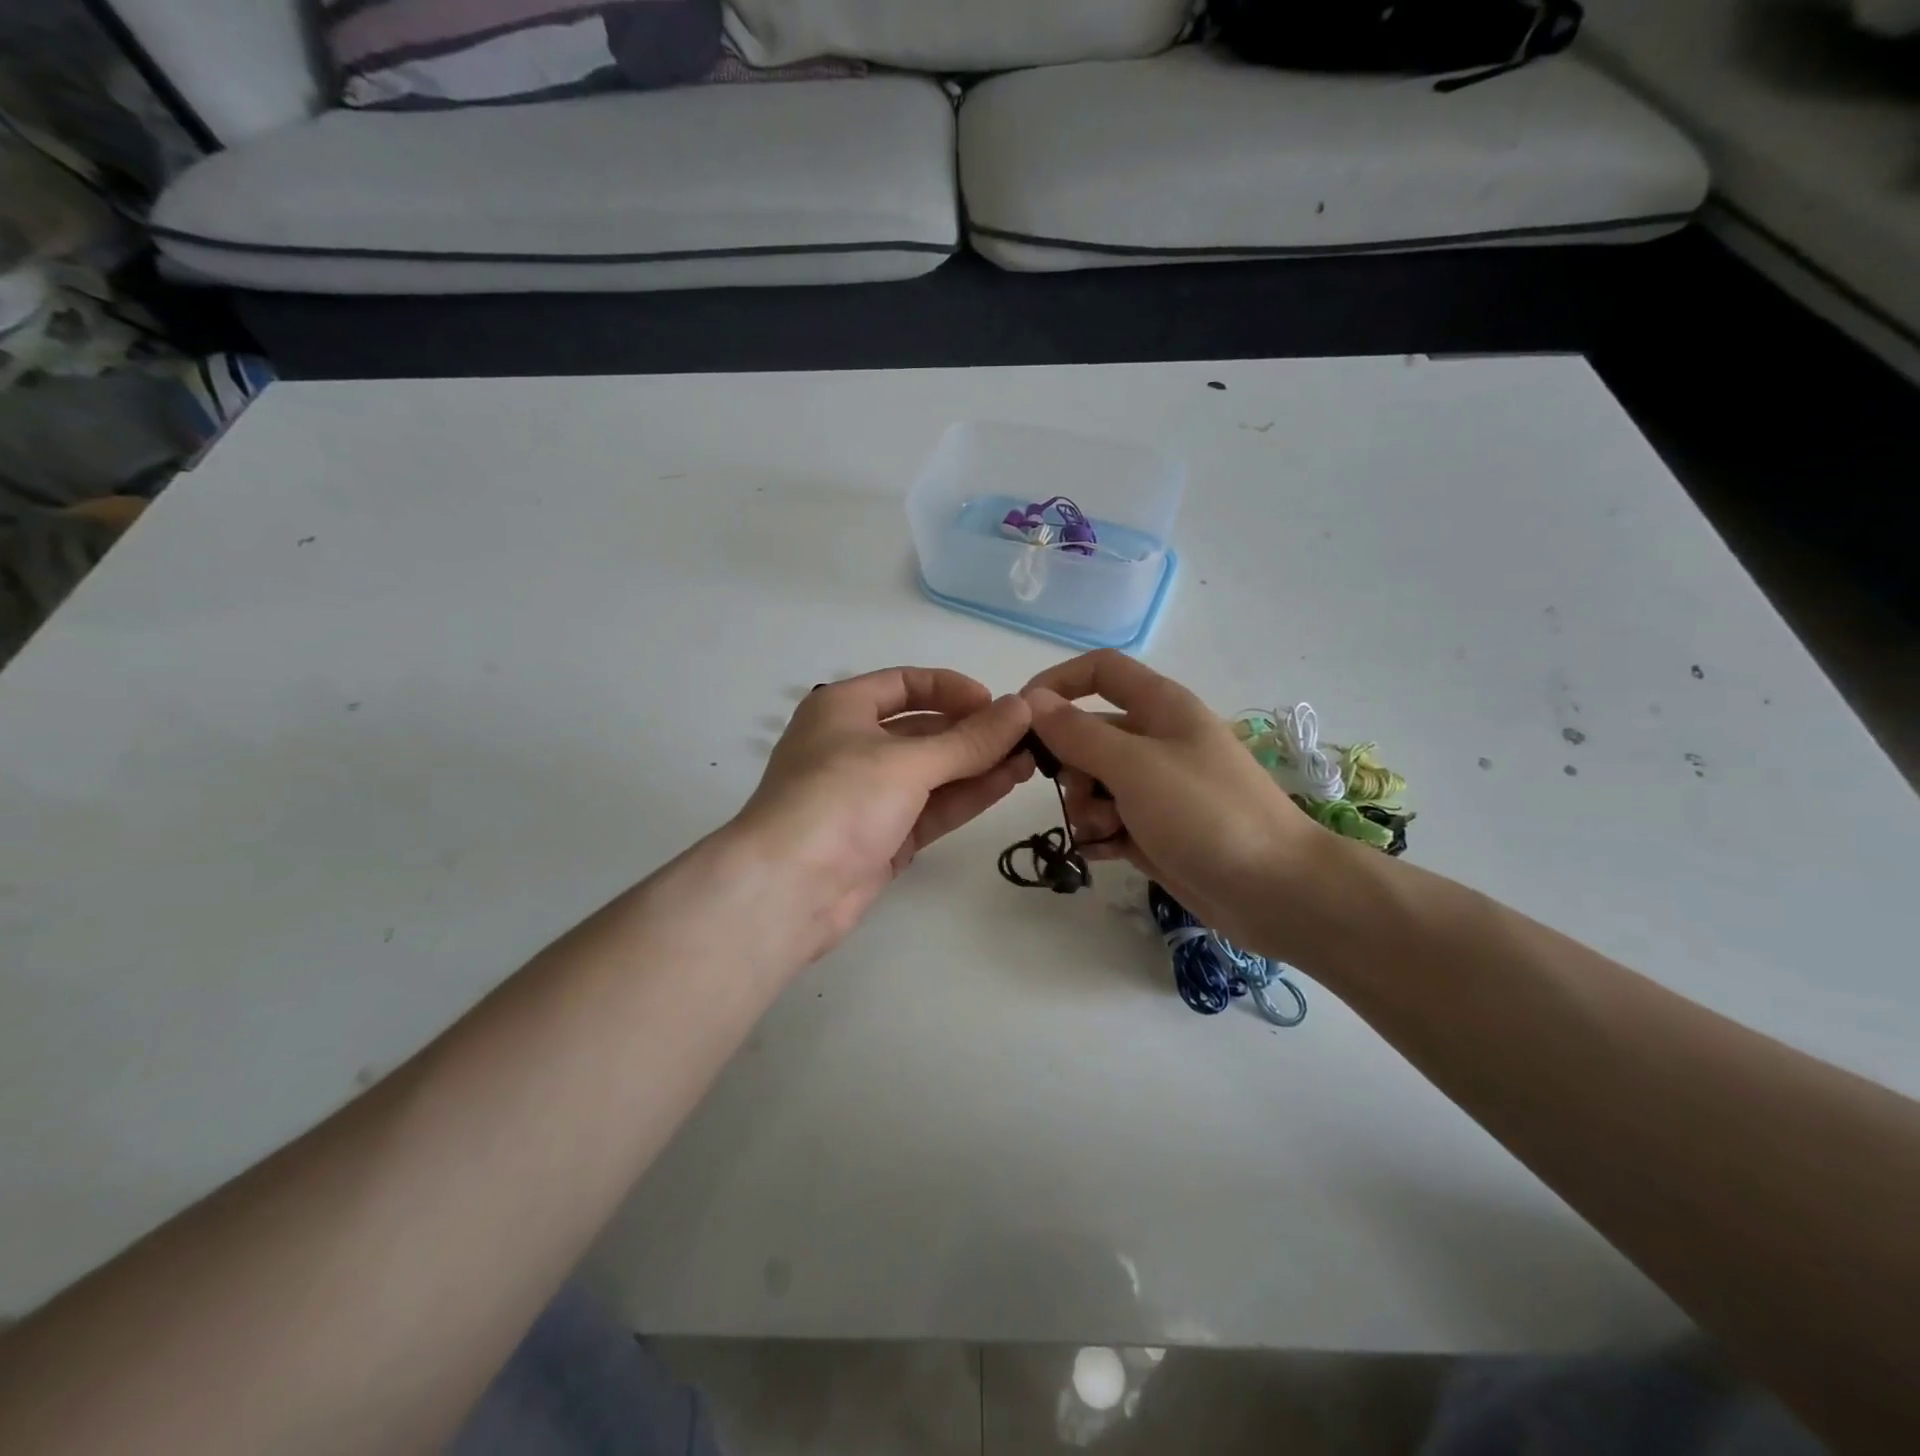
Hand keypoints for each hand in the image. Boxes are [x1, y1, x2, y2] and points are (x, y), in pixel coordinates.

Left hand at [732, 668, 1033, 962]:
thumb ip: (969, 739)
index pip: (905, 684)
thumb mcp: (907, 762)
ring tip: (1030, 759)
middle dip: (973, 732)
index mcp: (843, 708)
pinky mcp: (883, 837)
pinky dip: (966, 795)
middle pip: (923, 729)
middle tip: (1026, 735)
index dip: (952, 689)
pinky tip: (1007, 783)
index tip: (996, 703)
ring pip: (932, 772)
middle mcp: (854, 746)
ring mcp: (869, 795)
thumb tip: (1022, 707)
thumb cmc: (839, 799)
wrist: (788, 889)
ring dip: (978, 764)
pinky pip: (931, 807)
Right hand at [1023, 651, 1337, 957]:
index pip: (1099, 672)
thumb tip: (1032, 700)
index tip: (1022, 718)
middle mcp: (1156, 741)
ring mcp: (1156, 789)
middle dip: (1070, 766)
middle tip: (1080, 795)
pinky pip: (1108, 822)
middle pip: (1087, 734)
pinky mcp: (1156, 830)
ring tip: (1106, 831)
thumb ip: (1078, 733)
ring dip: (1085, 807)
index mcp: (1160, 708)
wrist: (1276, 891)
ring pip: (1093, 783)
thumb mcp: (1135, 766)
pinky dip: (1100, 835)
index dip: (1057, 683)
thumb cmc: (1206, 813)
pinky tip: (1105, 853)